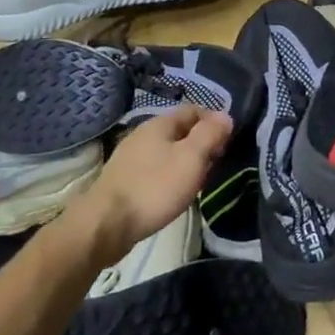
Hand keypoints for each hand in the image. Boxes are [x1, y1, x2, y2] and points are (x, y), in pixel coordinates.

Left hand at [74, 106, 232, 263]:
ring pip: (167, 151)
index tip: (228, 142)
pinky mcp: (124, 180)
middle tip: (216, 164)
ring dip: (185, 162)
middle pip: (179, 131)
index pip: (193, 110)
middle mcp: (142, 135)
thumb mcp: (191, 158)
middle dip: (200, 143)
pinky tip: (173, 194)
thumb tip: (225, 116)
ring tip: (198, 181)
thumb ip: (209, 135)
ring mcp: (130, 158)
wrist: (106, 224)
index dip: (213, 122)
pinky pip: (154, 169)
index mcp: (159, 124)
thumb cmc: (154, 188)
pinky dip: (169, 176)